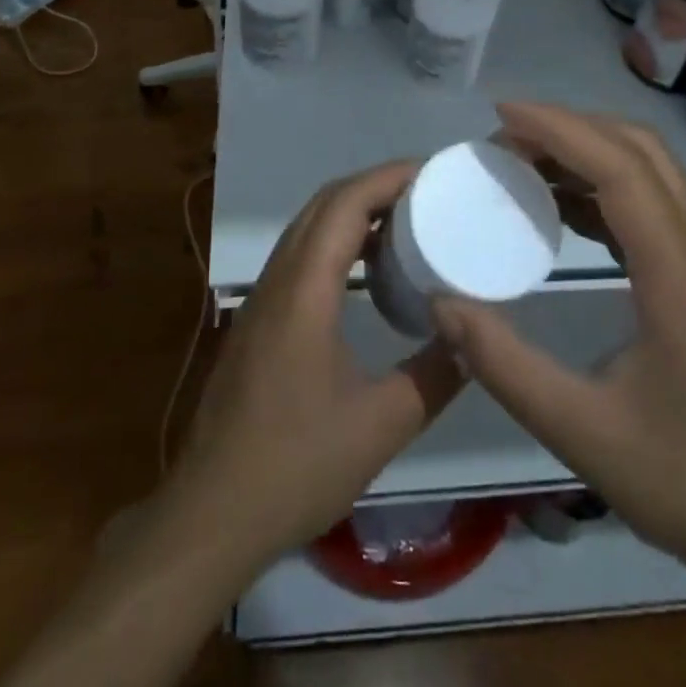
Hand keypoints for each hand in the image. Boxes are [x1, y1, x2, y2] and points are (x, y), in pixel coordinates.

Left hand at [166, 160, 465, 575]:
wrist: (212, 514)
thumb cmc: (296, 464)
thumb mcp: (382, 425)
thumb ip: (435, 376)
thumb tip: (474, 339)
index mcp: (304, 289)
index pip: (345, 204)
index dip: (388, 177)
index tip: (432, 172)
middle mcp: (278, 279)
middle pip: (323, 204)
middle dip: (374, 186)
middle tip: (426, 192)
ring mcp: (260, 299)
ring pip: (306, 228)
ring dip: (351, 212)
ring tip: (403, 222)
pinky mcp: (256, 321)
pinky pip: (298, 256)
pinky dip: (334, 241)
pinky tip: (363, 272)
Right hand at [433, 102, 685, 588]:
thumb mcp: (580, 431)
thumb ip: (504, 364)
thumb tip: (442, 303)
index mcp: (677, 275)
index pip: (619, 168)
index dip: (559, 129)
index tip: (502, 116)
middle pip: (641, 151)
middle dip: (572, 128)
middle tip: (506, 140)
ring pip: (652, 172)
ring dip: (589, 153)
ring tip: (525, 166)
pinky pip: (653, 206)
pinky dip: (604, 188)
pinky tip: (563, 213)